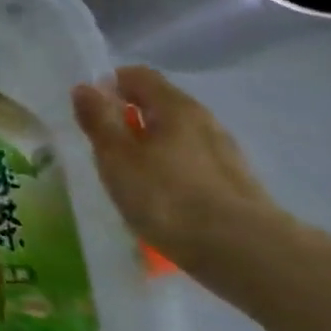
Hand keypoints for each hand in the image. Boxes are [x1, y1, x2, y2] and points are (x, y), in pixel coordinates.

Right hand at [71, 65, 287, 272]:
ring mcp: (225, 154)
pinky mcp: (235, 186)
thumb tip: (85, 87)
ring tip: (129, 178)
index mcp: (176, 107)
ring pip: (177, 137)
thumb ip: (99, 120)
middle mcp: (204, 121)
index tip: (90, 111)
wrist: (245, 253)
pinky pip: (192, 165)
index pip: (138, 76)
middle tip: (104, 148)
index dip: (110, 85)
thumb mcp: (117, 157)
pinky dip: (171, 172)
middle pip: (160, 105)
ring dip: (150, 147)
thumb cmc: (168, 197)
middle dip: (129, 119)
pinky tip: (160, 200)